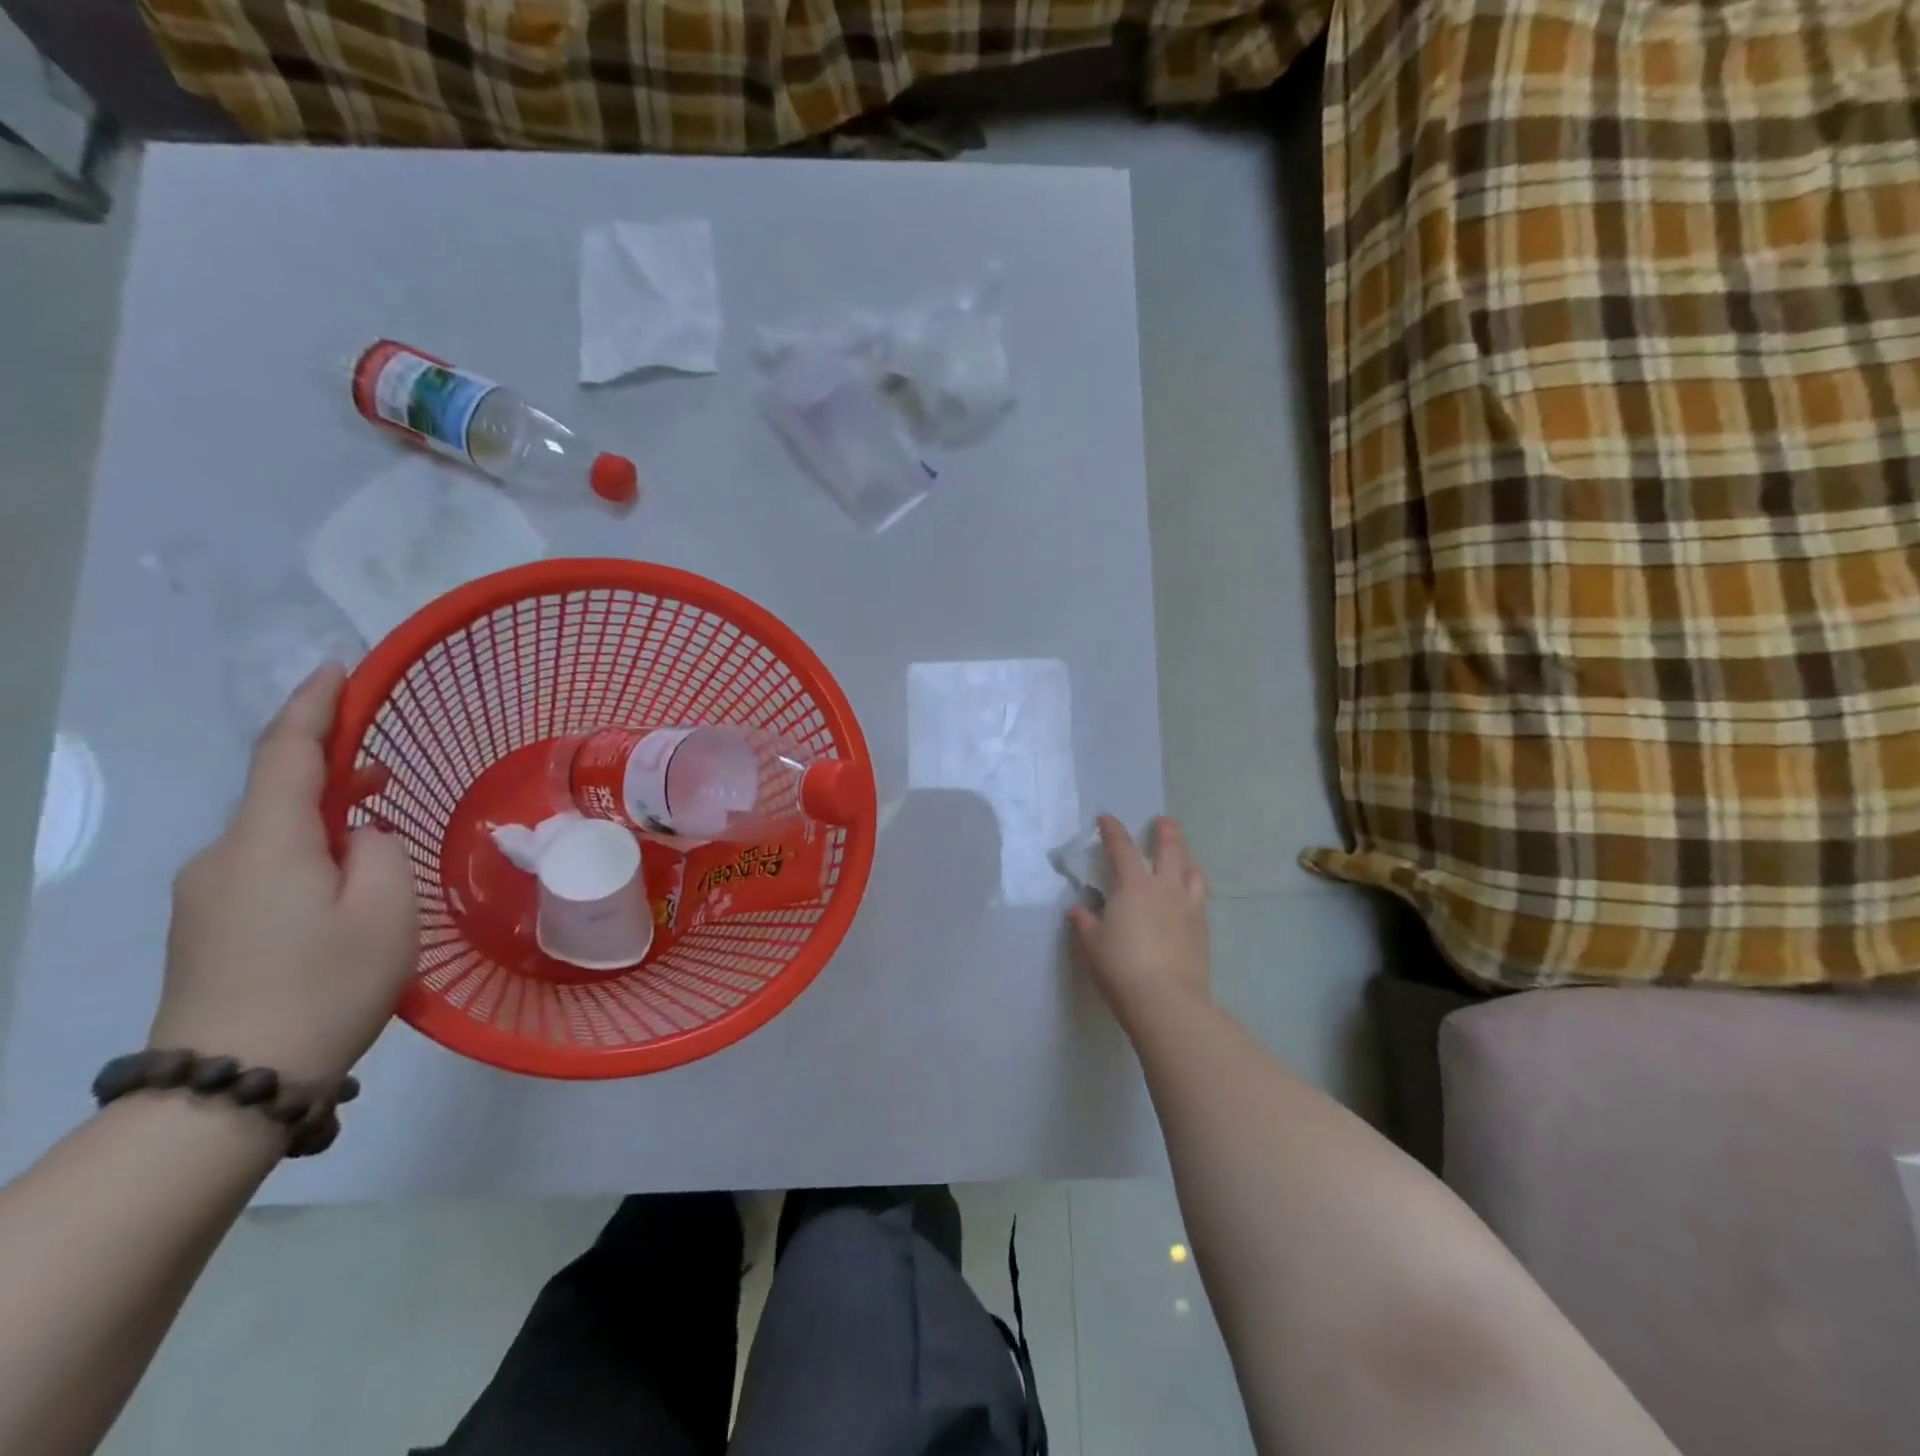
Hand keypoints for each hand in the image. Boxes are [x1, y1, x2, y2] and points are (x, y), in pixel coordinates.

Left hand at [151, 664, 417, 1082]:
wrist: (231, 1085)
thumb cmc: (326, 985)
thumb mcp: (386, 910)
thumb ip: (380, 852)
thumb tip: (358, 837)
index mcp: (266, 842)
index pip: (287, 753)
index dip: (314, 706)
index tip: (337, 670)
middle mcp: (221, 858)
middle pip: (279, 794)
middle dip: (333, 773)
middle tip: (391, 775)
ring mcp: (205, 896)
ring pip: (274, 836)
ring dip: (325, 824)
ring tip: (379, 843)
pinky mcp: (207, 929)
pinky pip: (264, 869)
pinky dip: (308, 858)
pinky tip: (345, 891)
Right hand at [1068, 815, 1209, 1029]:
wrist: (1166, 1001)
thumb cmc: (1120, 968)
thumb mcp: (1092, 945)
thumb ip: (1085, 923)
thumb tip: (1078, 910)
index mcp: (1134, 887)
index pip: (1123, 848)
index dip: (1113, 830)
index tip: (1106, 819)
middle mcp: (1165, 889)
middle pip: (1170, 850)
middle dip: (1166, 832)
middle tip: (1163, 822)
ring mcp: (1189, 908)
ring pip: (1193, 872)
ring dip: (1186, 858)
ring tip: (1183, 857)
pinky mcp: (1202, 930)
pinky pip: (1200, 898)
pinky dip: (1193, 888)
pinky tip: (1188, 897)